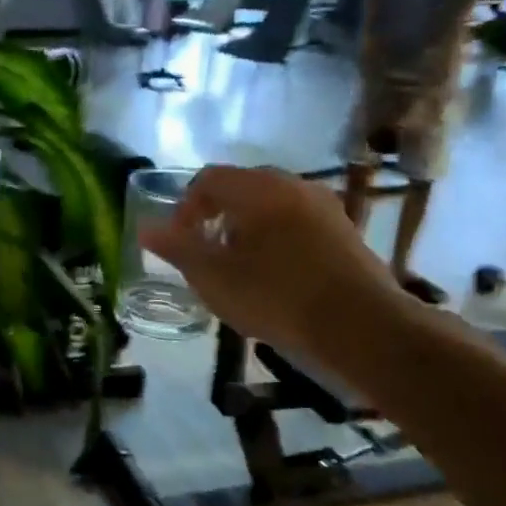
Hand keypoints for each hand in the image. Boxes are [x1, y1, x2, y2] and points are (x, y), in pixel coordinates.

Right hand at [140, 165, 403, 361]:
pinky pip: (296, 221)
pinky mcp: (344, 229)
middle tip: (207, 253)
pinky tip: (275, 274)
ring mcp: (324, 206)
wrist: (361, 326)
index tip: (181, 242)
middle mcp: (292, 185)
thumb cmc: (276, 297)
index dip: (186, 208)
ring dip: (247, 227)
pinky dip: (276, 237)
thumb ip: (177, 248)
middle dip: (216, 215)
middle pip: (241, 187)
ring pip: (271, 204)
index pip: (208, 179)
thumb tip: (144, 227)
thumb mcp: (213, 277)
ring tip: (239, 266)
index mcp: (257, 189)